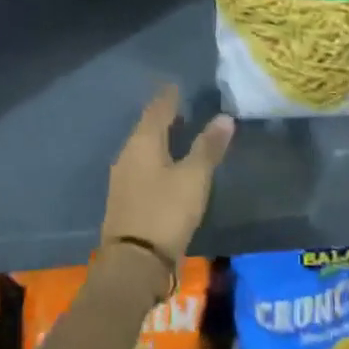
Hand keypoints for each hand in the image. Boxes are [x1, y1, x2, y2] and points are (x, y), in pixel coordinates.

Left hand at [101, 85, 234, 263]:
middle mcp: (128, 155)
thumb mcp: (194, 178)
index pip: (157, 109)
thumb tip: (224, 117)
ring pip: (143, 149)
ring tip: (180, 133)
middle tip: (184, 106)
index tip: (178, 85)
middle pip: (147, 128)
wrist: (134, 262)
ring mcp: (123, 179)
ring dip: (160, 139)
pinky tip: (168, 166)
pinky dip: (157, 159)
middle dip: (164, 116)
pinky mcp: (126, 199)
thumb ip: (208, 147)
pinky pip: (142, 167)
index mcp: (142, 143)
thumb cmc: (166, 211)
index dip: (169, 97)